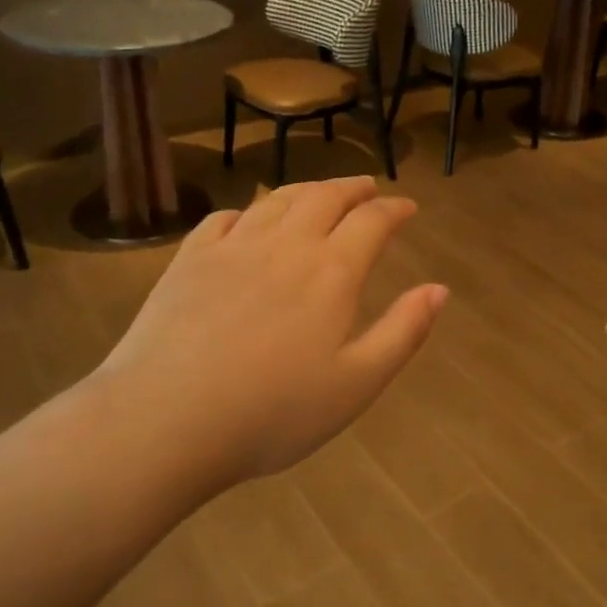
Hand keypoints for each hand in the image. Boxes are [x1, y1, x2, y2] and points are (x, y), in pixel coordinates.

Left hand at [92, 177, 448, 486]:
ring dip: (306, 189)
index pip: (372, 221)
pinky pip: (224, 219)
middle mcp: (285, 244)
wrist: (167, 419)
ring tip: (319, 192)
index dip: (394, 209)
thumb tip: (439, 289)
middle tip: (367, 187)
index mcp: (331, 271)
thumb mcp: (356, 384)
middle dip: (352, 187)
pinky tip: (247, 220)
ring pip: (276, 200)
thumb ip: (403, 332)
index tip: (407, 207)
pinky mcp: (189, 260)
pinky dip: (247, 211)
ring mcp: (232, 247)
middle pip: (324, 197)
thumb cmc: (272, 413)